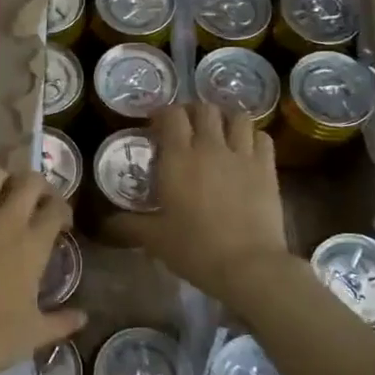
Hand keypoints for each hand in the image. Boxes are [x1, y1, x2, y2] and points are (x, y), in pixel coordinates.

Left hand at [0, 166, 85, 374]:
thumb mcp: (35, 335)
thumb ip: (62, 321)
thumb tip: (83, 317)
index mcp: (33, 246)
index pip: (57, 209)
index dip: (63, 210)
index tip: (60, 222)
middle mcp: (5, 222)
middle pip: (29, 182)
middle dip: (37, 185)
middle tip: (34, 199)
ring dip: (0, 177)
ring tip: (0, 189)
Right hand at [109, 103, 291, 308]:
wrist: (247, 265)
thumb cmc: (195, 249)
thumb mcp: (154, 239)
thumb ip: (129, 225)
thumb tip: (106, 223)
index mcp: (178, 158)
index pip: (171, 115)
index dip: (163, 113)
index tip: (156, 126)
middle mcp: (210, 147)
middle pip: (204, 109)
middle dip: (193, 112)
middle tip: (187, 128)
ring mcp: (242, 155)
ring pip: (236, 117)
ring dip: (225, 119)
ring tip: (219, 133)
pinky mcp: (267, 168)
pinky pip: (262, 137)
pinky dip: (252, 136)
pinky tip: (246, 148)